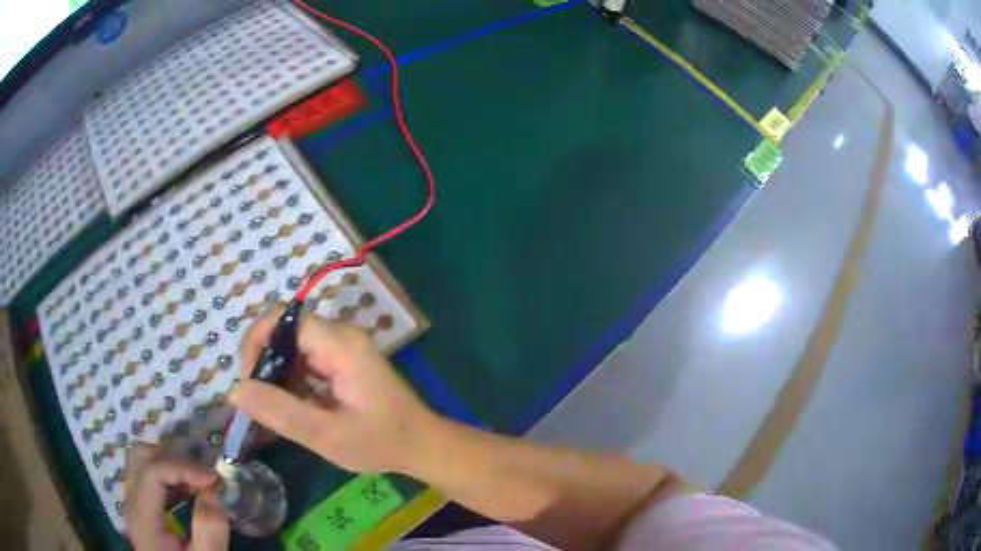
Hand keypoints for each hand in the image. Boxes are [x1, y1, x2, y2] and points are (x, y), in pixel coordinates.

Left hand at [123, 443, 228, 550]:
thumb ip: (209, 531)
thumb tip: (211, 492)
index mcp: (141, 516)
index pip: (151, 470)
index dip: (182, 467)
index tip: (214, 479)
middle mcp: (130, 500)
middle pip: (140, 456)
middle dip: (174, 460)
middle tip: (203, 479)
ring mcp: (134, 501)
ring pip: (142, 460)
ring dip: (171, 464)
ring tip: (197, 484)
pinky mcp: (142, 505)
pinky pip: (148, 474)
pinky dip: (169, 474)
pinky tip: (188, 492)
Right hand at [230, 303, 438, 473]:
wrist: (423, 446)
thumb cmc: (381, 442)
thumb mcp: (327, 435)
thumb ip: (280, 412)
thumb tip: (234, 390)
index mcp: (340, 344)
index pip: (283, 318)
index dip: (257, 341)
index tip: (249, 380)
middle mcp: (341, 336)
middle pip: (286, 331)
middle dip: (265, 363)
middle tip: (260, 402)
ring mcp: (344, 348)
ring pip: (294, 347)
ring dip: (278, 375)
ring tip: (275, 410)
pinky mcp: (345, 362)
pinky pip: (307, 361)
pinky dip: (293, 382)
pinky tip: (294, 409)